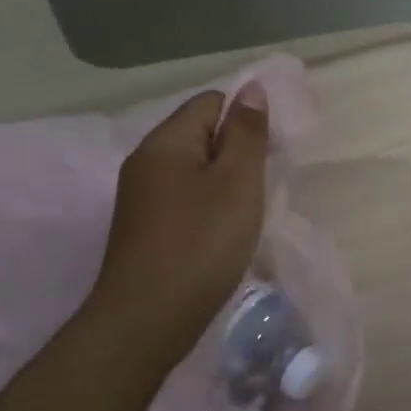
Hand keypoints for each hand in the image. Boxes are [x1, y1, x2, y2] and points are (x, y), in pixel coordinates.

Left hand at [89, 84, 270, 365]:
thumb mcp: (237, 182)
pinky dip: (208, 207)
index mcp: (165, 142)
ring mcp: (141, 198)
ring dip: (225, 183)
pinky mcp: (144, 229)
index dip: (245, 119)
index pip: (211, 102)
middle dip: (237, 152)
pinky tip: (223, 234)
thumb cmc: (200, 244)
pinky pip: (184, 199)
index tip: (270, 154)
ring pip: (194, 170)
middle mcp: (146, 162)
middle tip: (262, 186)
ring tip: (247, 212)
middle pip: (200, 134)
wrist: (146, 322)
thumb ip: (247, 133)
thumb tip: (251, 87)